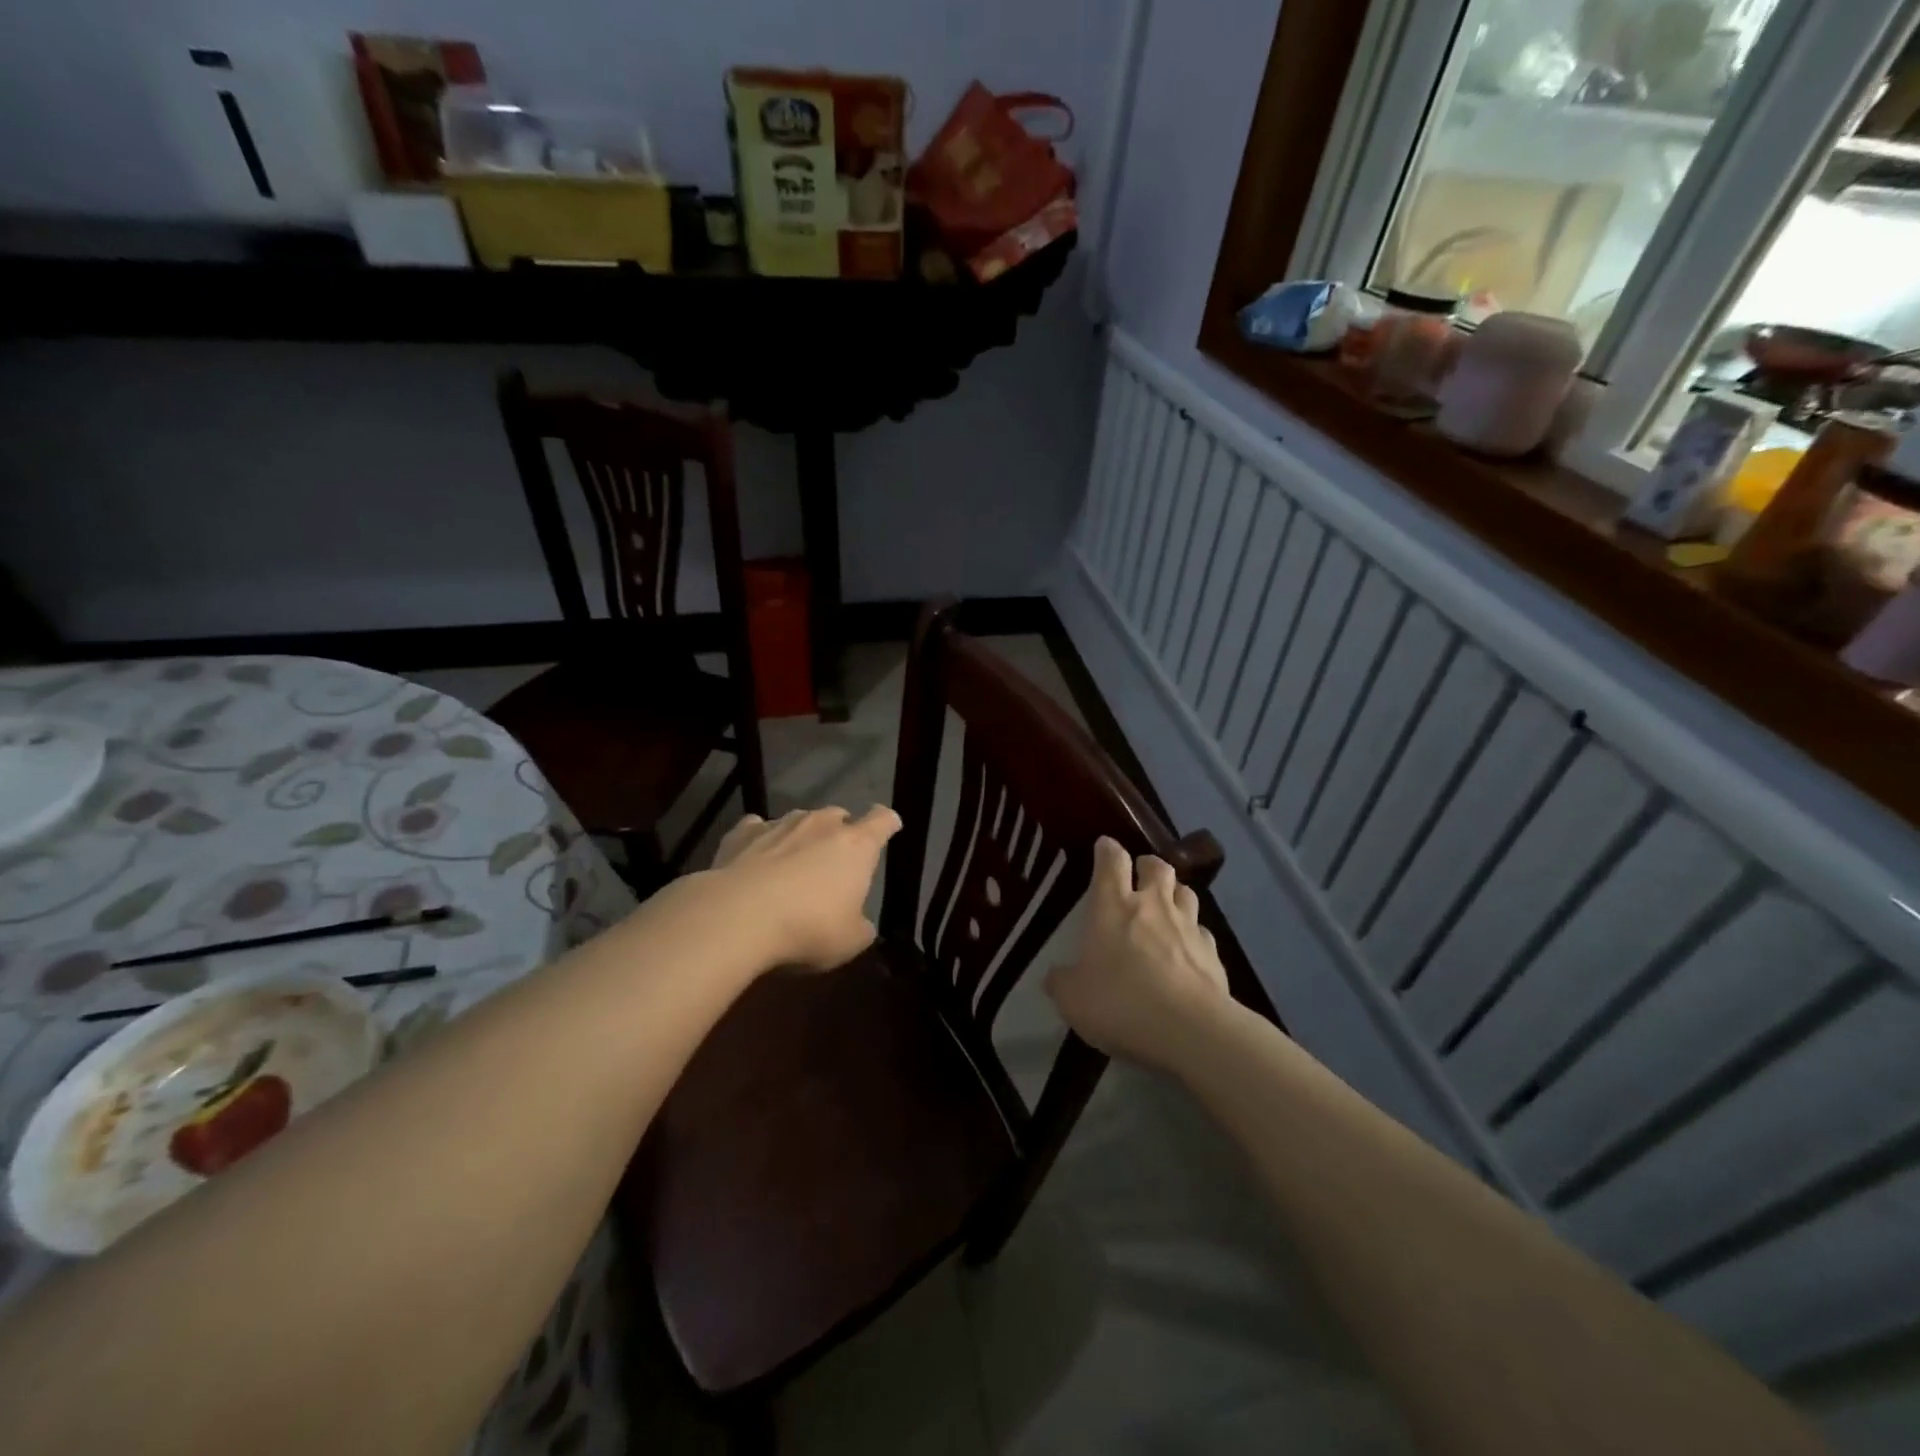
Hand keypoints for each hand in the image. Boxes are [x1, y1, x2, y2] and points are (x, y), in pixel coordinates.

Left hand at [710, 805, 901, 970]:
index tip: (890, 826)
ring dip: (802, 835)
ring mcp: (779, 824)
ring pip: (799, 819)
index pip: (882, 821)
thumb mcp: (850, 942)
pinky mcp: (742, 834)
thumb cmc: (807, 928)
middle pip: (838, 815)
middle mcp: (821, 825)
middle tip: (836, 856)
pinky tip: (755, 855)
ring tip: (794, 859)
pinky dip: (761, 838)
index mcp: (856, 846)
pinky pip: (757, 828)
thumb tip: (859, 923)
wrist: (737, 917)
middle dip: (841, 830)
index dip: (888, 823)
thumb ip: (861, 927)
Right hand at [1046, 837, 1230, 1066]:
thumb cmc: (1121, 1003)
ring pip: (1186, 892)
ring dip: (1174, 894)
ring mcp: (1188, 926)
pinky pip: (1203, 931)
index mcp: (1113, 906)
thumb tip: (1055, 976)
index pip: (1112, 860)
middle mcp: (1152, 905)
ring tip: (1166, 907)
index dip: (1108, 850)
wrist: (1190, 1030)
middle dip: (1148, 865)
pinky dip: (1194, 934)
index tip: (1104, 847)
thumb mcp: (1074, 1000)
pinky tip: (1188, 950)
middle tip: (1139, 876)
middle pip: (1157, 866)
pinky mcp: (1213, 953)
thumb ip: (1063, 983)